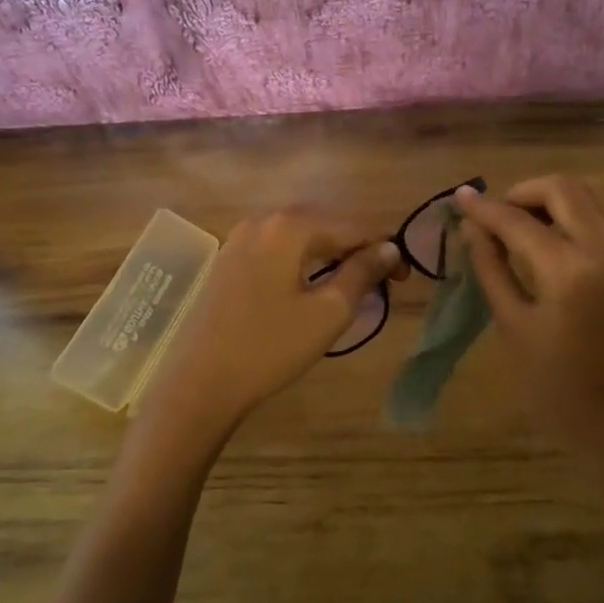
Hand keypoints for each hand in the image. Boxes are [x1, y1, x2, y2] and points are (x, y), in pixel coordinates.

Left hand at [141, 209, 401, 442]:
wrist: (200, 382)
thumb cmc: (270, 347)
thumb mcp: (328, 312)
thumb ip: (361, 273)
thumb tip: (389, 248)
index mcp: (290, 226)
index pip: (353, 228)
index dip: (384, 251)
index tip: (403, 281)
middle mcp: (263, 220)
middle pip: (325, 226)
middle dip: (356, 250)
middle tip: (380, 284)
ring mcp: (239, 238)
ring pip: (299, 238)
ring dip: (329, 256)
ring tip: (350, 286)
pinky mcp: (227, 260)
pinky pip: (276, 250)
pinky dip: (301, 262)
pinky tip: (309, 287)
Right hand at [456, 177, 603, 493]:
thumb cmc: (557, 386)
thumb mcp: (513, 326)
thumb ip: (492, 269)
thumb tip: (472, 229)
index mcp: (571, 273)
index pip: (519, 221)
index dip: (485, 208)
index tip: (461, 198)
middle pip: (565, 188)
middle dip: (524, 191)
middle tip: (499, 214)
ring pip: (596, 194)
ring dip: (556, 198)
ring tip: (528, 221)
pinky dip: (582, 213)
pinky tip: (560, 237)